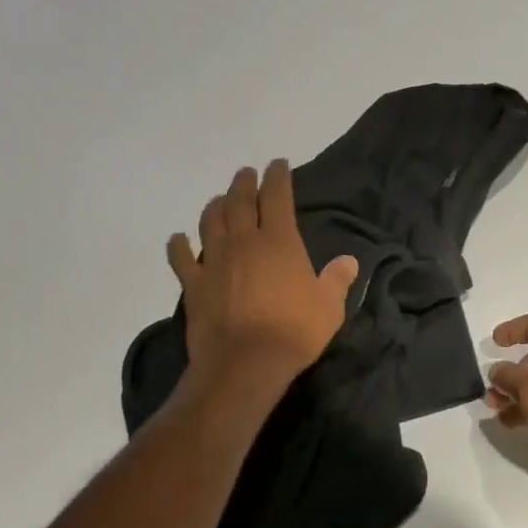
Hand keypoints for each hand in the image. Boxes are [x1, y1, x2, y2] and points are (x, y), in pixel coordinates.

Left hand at [167, 160, 357, 392]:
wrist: (244, 362)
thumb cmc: (294, 331)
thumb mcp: (329, 307)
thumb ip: (337, 279)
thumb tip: (349, 261)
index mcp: (279, 241)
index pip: (277, 197)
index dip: (277, 177)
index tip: (278, 164)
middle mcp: (243, 241)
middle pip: (239, 201)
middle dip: (244, 183)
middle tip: (246, 173)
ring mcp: (213, 261)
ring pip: (210, 221)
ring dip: (215, 205)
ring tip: (219, 199)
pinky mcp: (193, 284)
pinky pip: (181, 257)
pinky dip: (178, 245)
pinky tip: (178, 238)